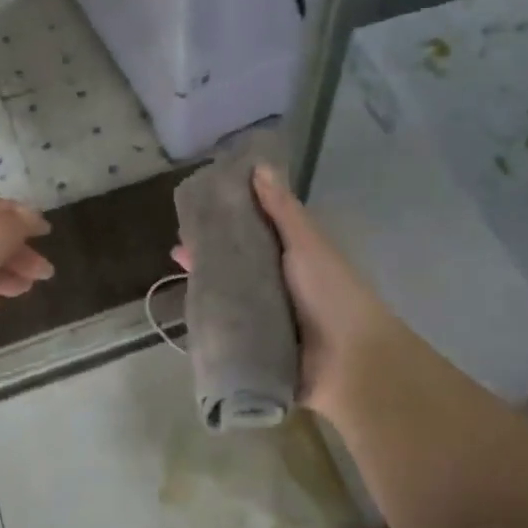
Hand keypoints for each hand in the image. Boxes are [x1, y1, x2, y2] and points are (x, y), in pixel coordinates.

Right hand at [174, 165, 405, 424]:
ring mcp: (267, 319)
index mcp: (293, 258)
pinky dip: (211, 323)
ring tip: (175, 279)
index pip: (253, 233)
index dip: (227, 221)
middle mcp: (279, 286)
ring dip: (206, 289)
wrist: (351, 361)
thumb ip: (282, 210)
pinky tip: (187, 315)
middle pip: (237, 265)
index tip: (197, 212)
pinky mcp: (258, 349)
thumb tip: (259, 166)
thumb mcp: (307, 244)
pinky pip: (229, 332)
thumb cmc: (332, 293)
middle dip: (209, 257)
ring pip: (229, 297)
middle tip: (177, 249)